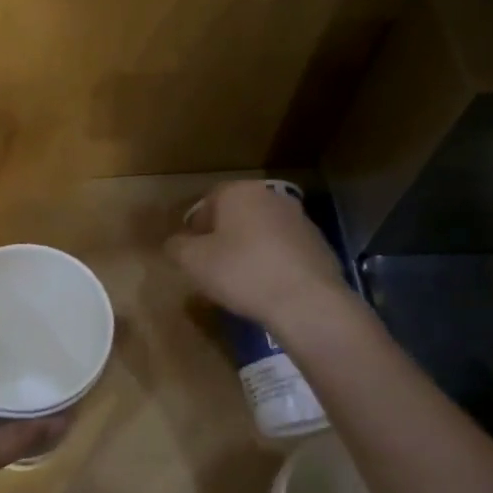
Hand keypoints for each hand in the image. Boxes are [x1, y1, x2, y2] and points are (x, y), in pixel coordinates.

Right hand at [166, 181, 349, 328]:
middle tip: (214, 266)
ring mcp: (299, 218)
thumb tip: (174, 243)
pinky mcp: (318, 242)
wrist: (306, 300)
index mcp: (239, 192)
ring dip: (250, 248)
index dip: (196, 228)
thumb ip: (177, 247)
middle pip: (237, 214)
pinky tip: (269, 286)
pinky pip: (284, 248)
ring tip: (242, 280)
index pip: (207, 202)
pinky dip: (274, 261)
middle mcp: (270, 196)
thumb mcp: (194, 262)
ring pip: (262, 230)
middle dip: (223, 236)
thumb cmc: (242, 272)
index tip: (192, 253)